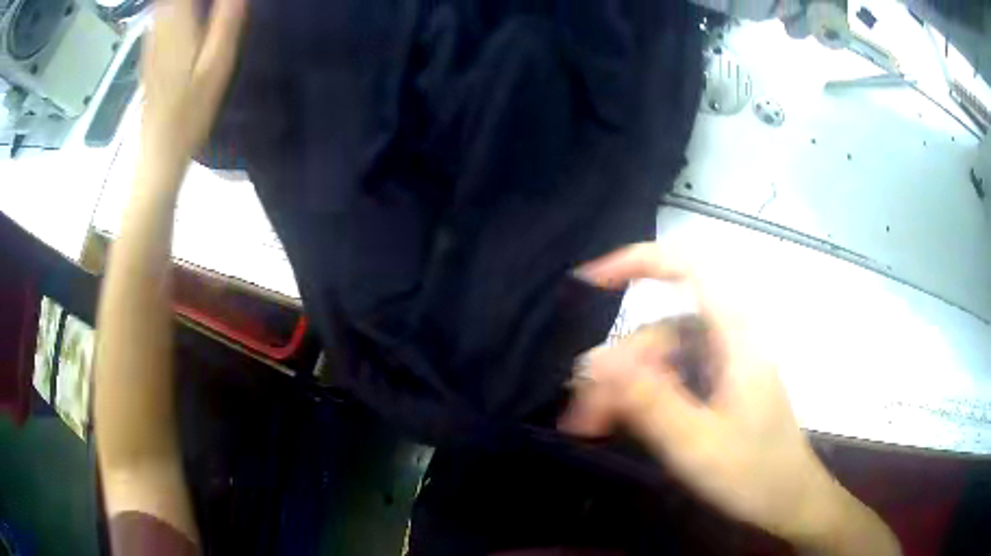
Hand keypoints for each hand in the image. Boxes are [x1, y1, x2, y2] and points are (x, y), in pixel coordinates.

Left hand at [140, 0, 245, 165]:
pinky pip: (160, 11)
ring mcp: (151, 38)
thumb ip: (226, 21)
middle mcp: (160, 26)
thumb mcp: (216, 66)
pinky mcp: (150, 49)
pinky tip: (188, 9)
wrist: (158, 151)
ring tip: (204, 4)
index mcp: (178, 25)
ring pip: (163, 1)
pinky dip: (172, 4)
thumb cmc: (190, 113)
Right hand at [561, 243, 897, 552]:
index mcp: (736, 337)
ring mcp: (724, 363)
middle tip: (581, 415)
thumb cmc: (753, 473)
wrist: (789, 501)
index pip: (690, 270)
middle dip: (617, 367)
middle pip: (662, 331)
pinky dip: (641, 397)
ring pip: (662, 358)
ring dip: (624, 388)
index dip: (640, 262)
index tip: (592, 282)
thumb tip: (595, 360)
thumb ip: (649, 402)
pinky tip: (619, 422)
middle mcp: (729, 340)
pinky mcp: (718, 385)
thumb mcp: (697, 443)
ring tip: (592, 426)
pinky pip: (672, 377)